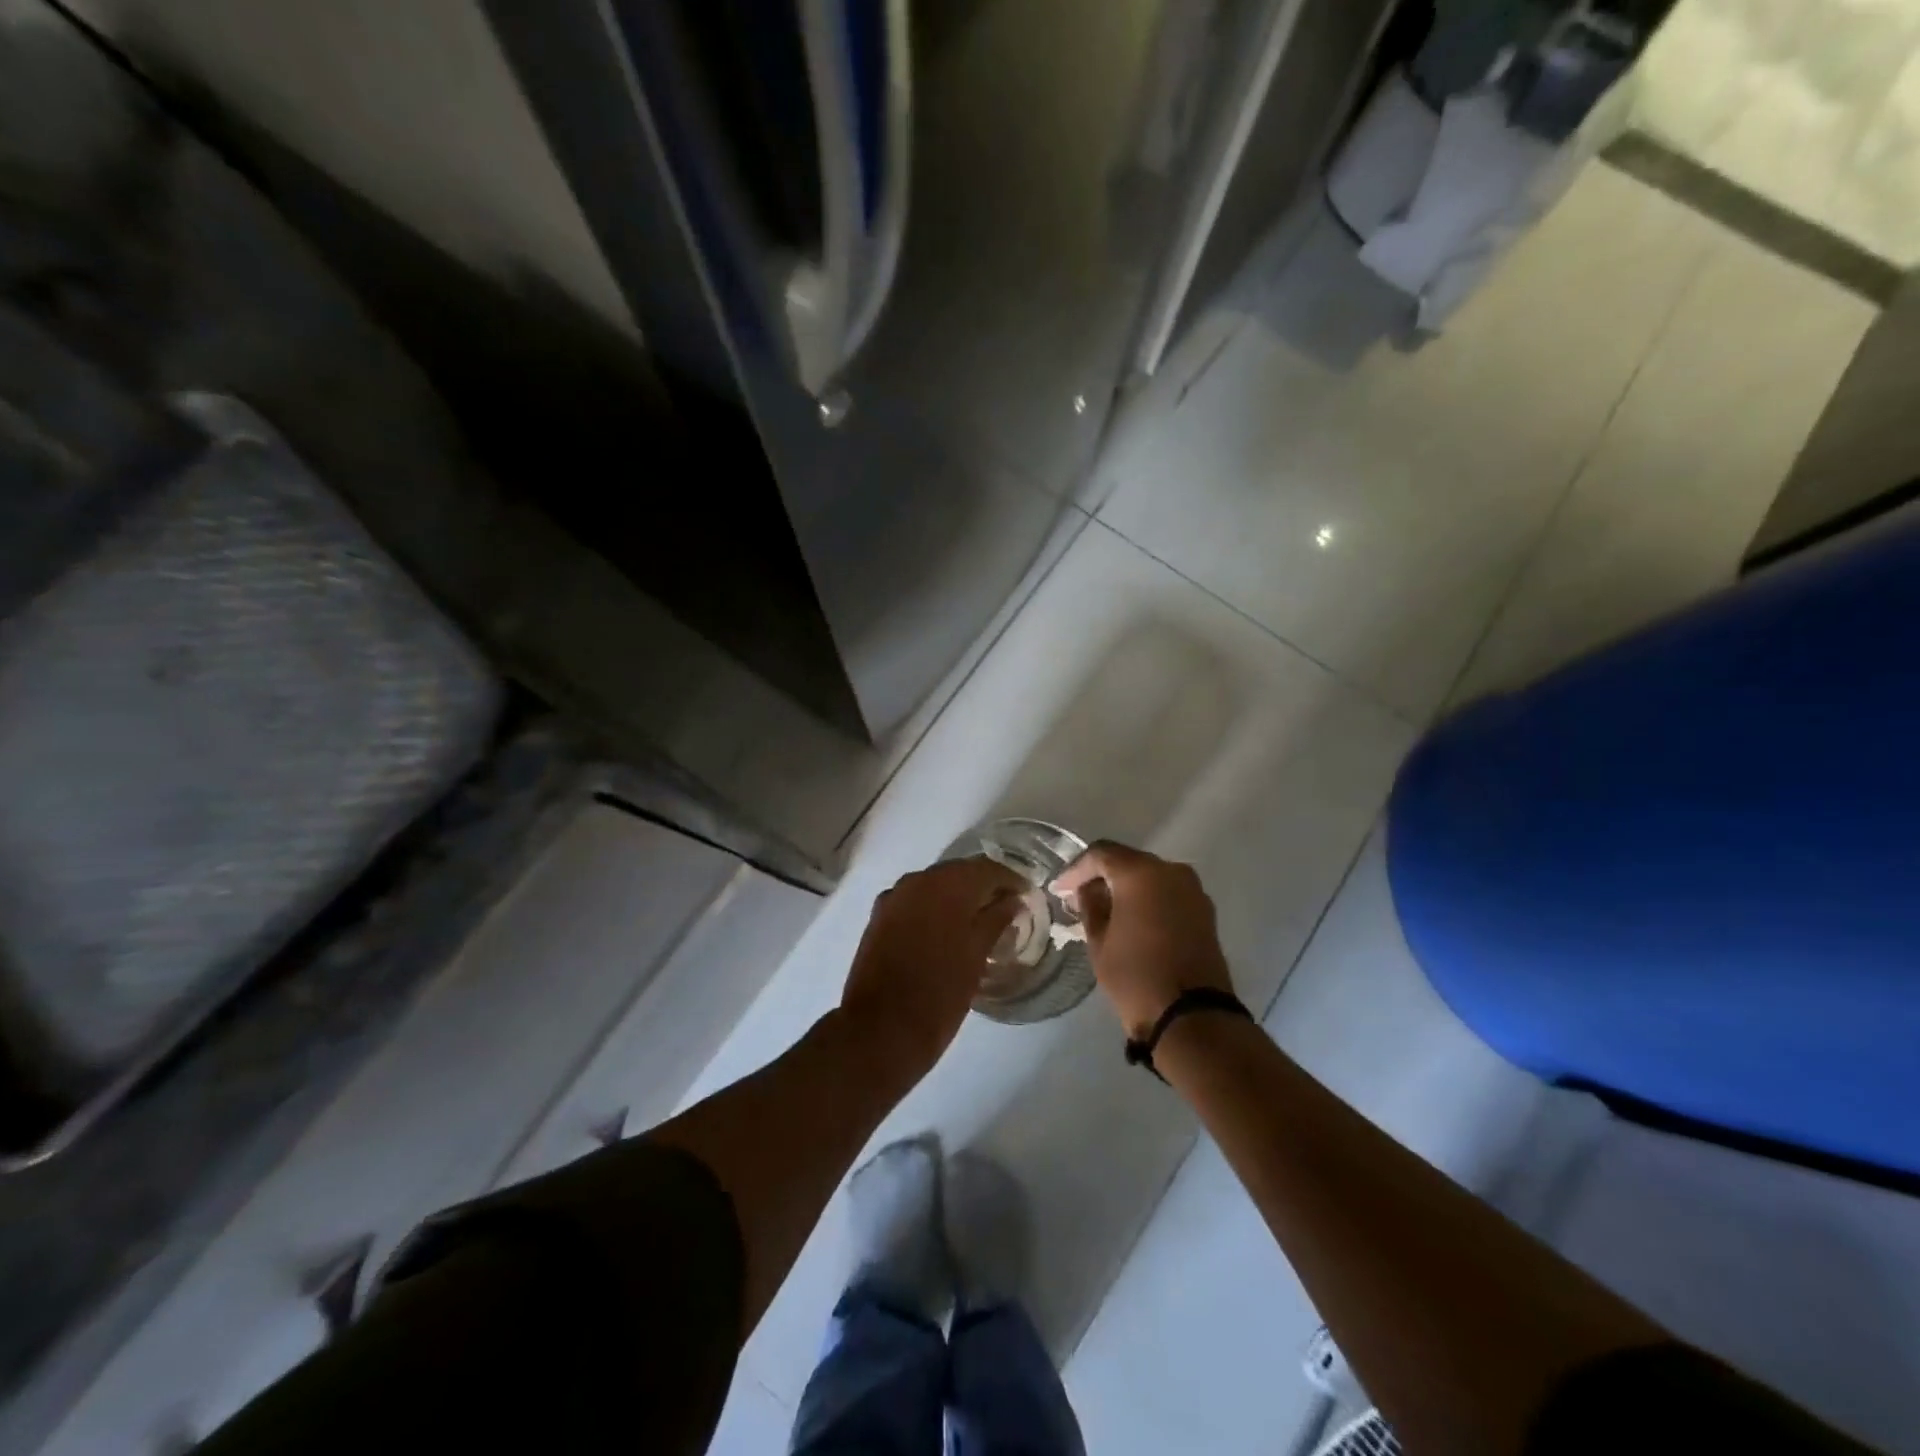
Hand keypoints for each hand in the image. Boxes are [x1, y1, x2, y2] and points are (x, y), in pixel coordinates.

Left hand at [839, 858, 1026, 1081]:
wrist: (880, 1029)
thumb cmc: (940, 992)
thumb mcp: (977, 955)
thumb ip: (997, 919)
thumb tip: (1013, 900)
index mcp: (947, 884)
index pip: (988, 868)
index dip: (1011, 880)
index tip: (1027, 896)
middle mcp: (918, 880)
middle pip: (959, 873)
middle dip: (983, 887)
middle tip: (1006, 910)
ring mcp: (894, 897)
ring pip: (935, 887)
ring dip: (957, 898)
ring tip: (978, 923)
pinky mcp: (879, 917)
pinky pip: (915, 902)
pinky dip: (933, 910)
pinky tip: (945, 932)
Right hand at [1051, 841, 1233, 1040]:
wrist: (1192, 1016)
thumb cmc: (1136, 977)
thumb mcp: (1099, 942)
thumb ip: (1090, 906)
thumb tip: (1088, 890)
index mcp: (1140, 873)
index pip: (1101, 854)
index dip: (1076, 869)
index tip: (1060, 889)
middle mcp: (1170, 870)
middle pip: (1128, 861)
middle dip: (1102, 876)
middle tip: (1080, 897)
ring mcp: (1192, 889)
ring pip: (1150, 876)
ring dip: (1127, 887)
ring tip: (1106, 910)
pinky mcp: (1205, 910)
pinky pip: (1168, 893)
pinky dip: (1148, 899)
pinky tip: (1133, 919)